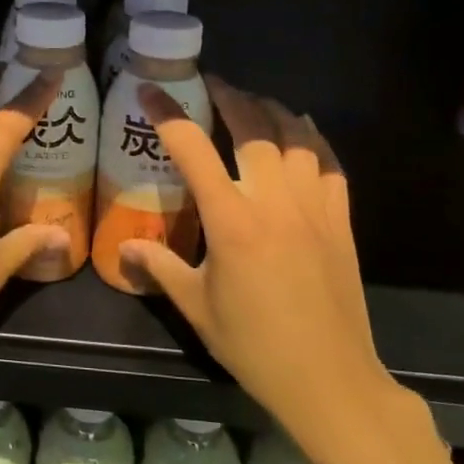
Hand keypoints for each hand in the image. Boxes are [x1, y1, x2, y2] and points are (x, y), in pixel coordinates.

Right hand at [119, 77, 403, 444]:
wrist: (329, 380)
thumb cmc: (253, 345)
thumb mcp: (196, 306)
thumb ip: (158, 267)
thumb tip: (122, 251)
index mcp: (231, 220)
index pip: (193, 148)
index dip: (168, 113)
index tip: (149, 90)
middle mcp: (274, 201)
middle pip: (252, 127)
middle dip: (229, 97)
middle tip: (211, 83)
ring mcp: (314, 208)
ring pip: (296, 138)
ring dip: (272, 111)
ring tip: (254, 102)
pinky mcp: (341, 221)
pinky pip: (331, 165)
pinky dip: (315, 140)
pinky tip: (304, 133)